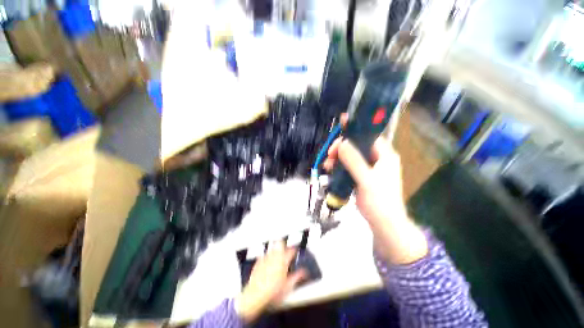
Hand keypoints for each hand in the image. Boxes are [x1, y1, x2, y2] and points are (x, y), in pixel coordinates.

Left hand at [235, 241, 305, 322]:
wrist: (256, 295)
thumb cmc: (272, 291)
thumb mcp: (288, 286)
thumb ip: (297, 277)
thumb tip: (304, 272)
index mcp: (283, 260)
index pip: (291, 250)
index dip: (295, 250)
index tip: (296, 251)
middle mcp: (274, 256)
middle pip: (280, 243)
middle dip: (284, 244)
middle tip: (286, 249)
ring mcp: (265, 258)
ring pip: (272, 247)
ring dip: (276, 249)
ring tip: (278, 254)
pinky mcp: (258, 262)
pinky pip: (264, 254)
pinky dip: (267, 256)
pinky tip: (268, 262)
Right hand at [323, 114, 427, 264]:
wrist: (383, 224)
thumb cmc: (380, 202)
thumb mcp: (366, 180)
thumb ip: (354, 161)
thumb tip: (342, 144)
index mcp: (384, 155)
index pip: (369, 136)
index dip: (356, 129)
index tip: (342, 124)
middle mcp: (377, 159)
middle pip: (357, 146)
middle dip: (341, 148)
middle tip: (330, 154)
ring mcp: (368, 168)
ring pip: (350, 156)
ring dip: (338, 158)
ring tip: (328, 165)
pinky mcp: (361, 176)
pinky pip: (348, 166)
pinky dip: (339, 166)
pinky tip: (331, 170)